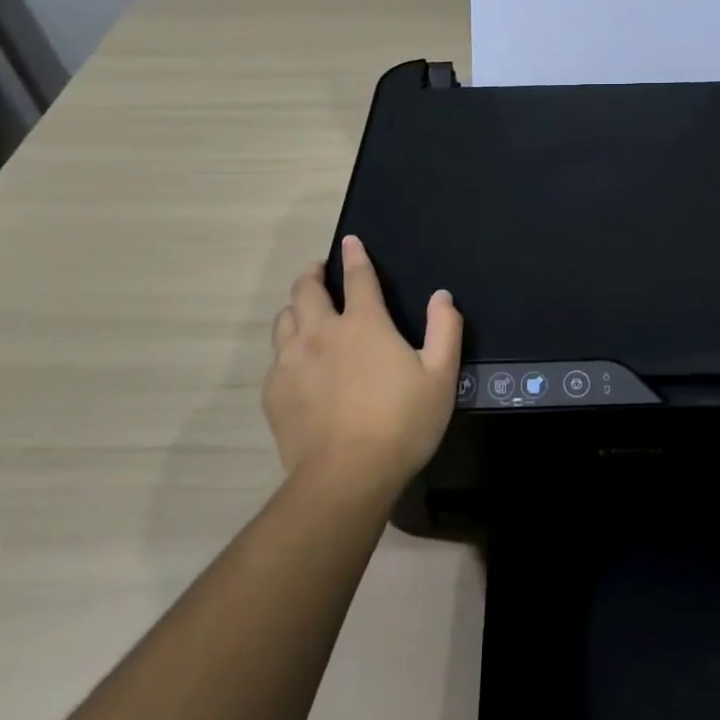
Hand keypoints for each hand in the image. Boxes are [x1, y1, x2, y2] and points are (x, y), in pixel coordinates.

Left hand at [264, 235, 462, 494]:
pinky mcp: (274, 391)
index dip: (355, 256)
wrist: (346, 478)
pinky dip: (287, 348)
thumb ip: (445, 329)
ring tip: (305, 311)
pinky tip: (298, 363)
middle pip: (305, 289)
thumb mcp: (441, 376)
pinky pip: (275, 356)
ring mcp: (291, 361)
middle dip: (312, 273)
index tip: (350, 241)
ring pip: (284, 319)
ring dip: (296, 307)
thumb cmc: (401, 423)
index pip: (357, 277)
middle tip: (319, 271)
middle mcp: (321, 332)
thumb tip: (441, 296)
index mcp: (363, 324)